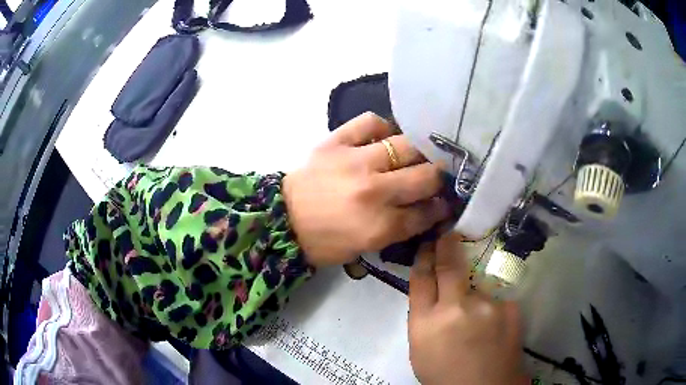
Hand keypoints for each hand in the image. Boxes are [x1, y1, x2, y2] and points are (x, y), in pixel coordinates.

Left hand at [282, 112, 449, 266]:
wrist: (281, 220)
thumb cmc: (324, 241)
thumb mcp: (366, 247)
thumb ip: (399, 228)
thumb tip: (427, 207)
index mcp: (379, 226)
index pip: (427, 212)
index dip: (441, 207)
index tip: (444, 202)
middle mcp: (373, 191)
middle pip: (425, 176)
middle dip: (438, 178)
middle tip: (435, 177)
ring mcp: (354, 161)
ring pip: (406, 145)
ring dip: (418, 152)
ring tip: (415, 155)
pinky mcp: (335, 142)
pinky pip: (370, 122)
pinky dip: (382, 128)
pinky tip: (383, 137)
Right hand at [408, 232, 527, 384]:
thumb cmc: (444, 374)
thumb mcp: (421, 349)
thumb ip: (424, 317)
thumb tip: (432, 290)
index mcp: (426, 322)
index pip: (421, 278)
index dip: (425, 256)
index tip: (429, 242)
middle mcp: (456, 308)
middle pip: (449, 265)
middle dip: (446, 244)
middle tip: (448, 231)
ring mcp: (487, 305)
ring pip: (477, 286)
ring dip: (474, 294)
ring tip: (477, 321)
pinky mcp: (509, 307)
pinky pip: (496, 300)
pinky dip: (492, 309)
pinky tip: (493, 329)